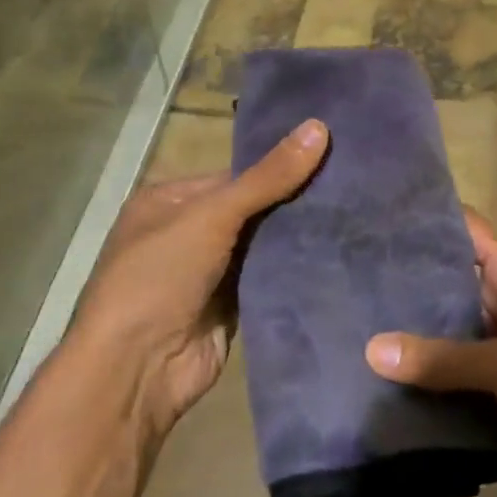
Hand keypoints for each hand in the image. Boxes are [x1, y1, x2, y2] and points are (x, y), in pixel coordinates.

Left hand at [66, 119, 328, 442]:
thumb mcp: (211, 216)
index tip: (332, 158)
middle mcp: (188, 233)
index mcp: (170, 201)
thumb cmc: (160, 277)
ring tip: (359, 215)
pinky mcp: (230, 307)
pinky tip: (338, 255)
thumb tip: (320, 127)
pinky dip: (294, 271)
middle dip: (293, 202)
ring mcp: (209, 273)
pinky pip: (268, 280)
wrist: (137, 369)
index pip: (236, 176)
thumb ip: (267, 178)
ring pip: (263, 246)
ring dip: (298, 238)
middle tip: (354, 186)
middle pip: (252, 210)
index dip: (280, 167)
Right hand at [365, 210, 496, 496]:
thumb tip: (371, 350)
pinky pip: (439, 383)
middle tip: (340, 272)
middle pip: (443, 285)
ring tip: (339, 321)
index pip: (468, 232)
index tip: (375, 212)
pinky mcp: (482, 398)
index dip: (428, 217)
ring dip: (400, 336)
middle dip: (399, 281)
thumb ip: (445, 359)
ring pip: (436, 337)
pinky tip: (364, 378)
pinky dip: (410, 382)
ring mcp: (489, 356)